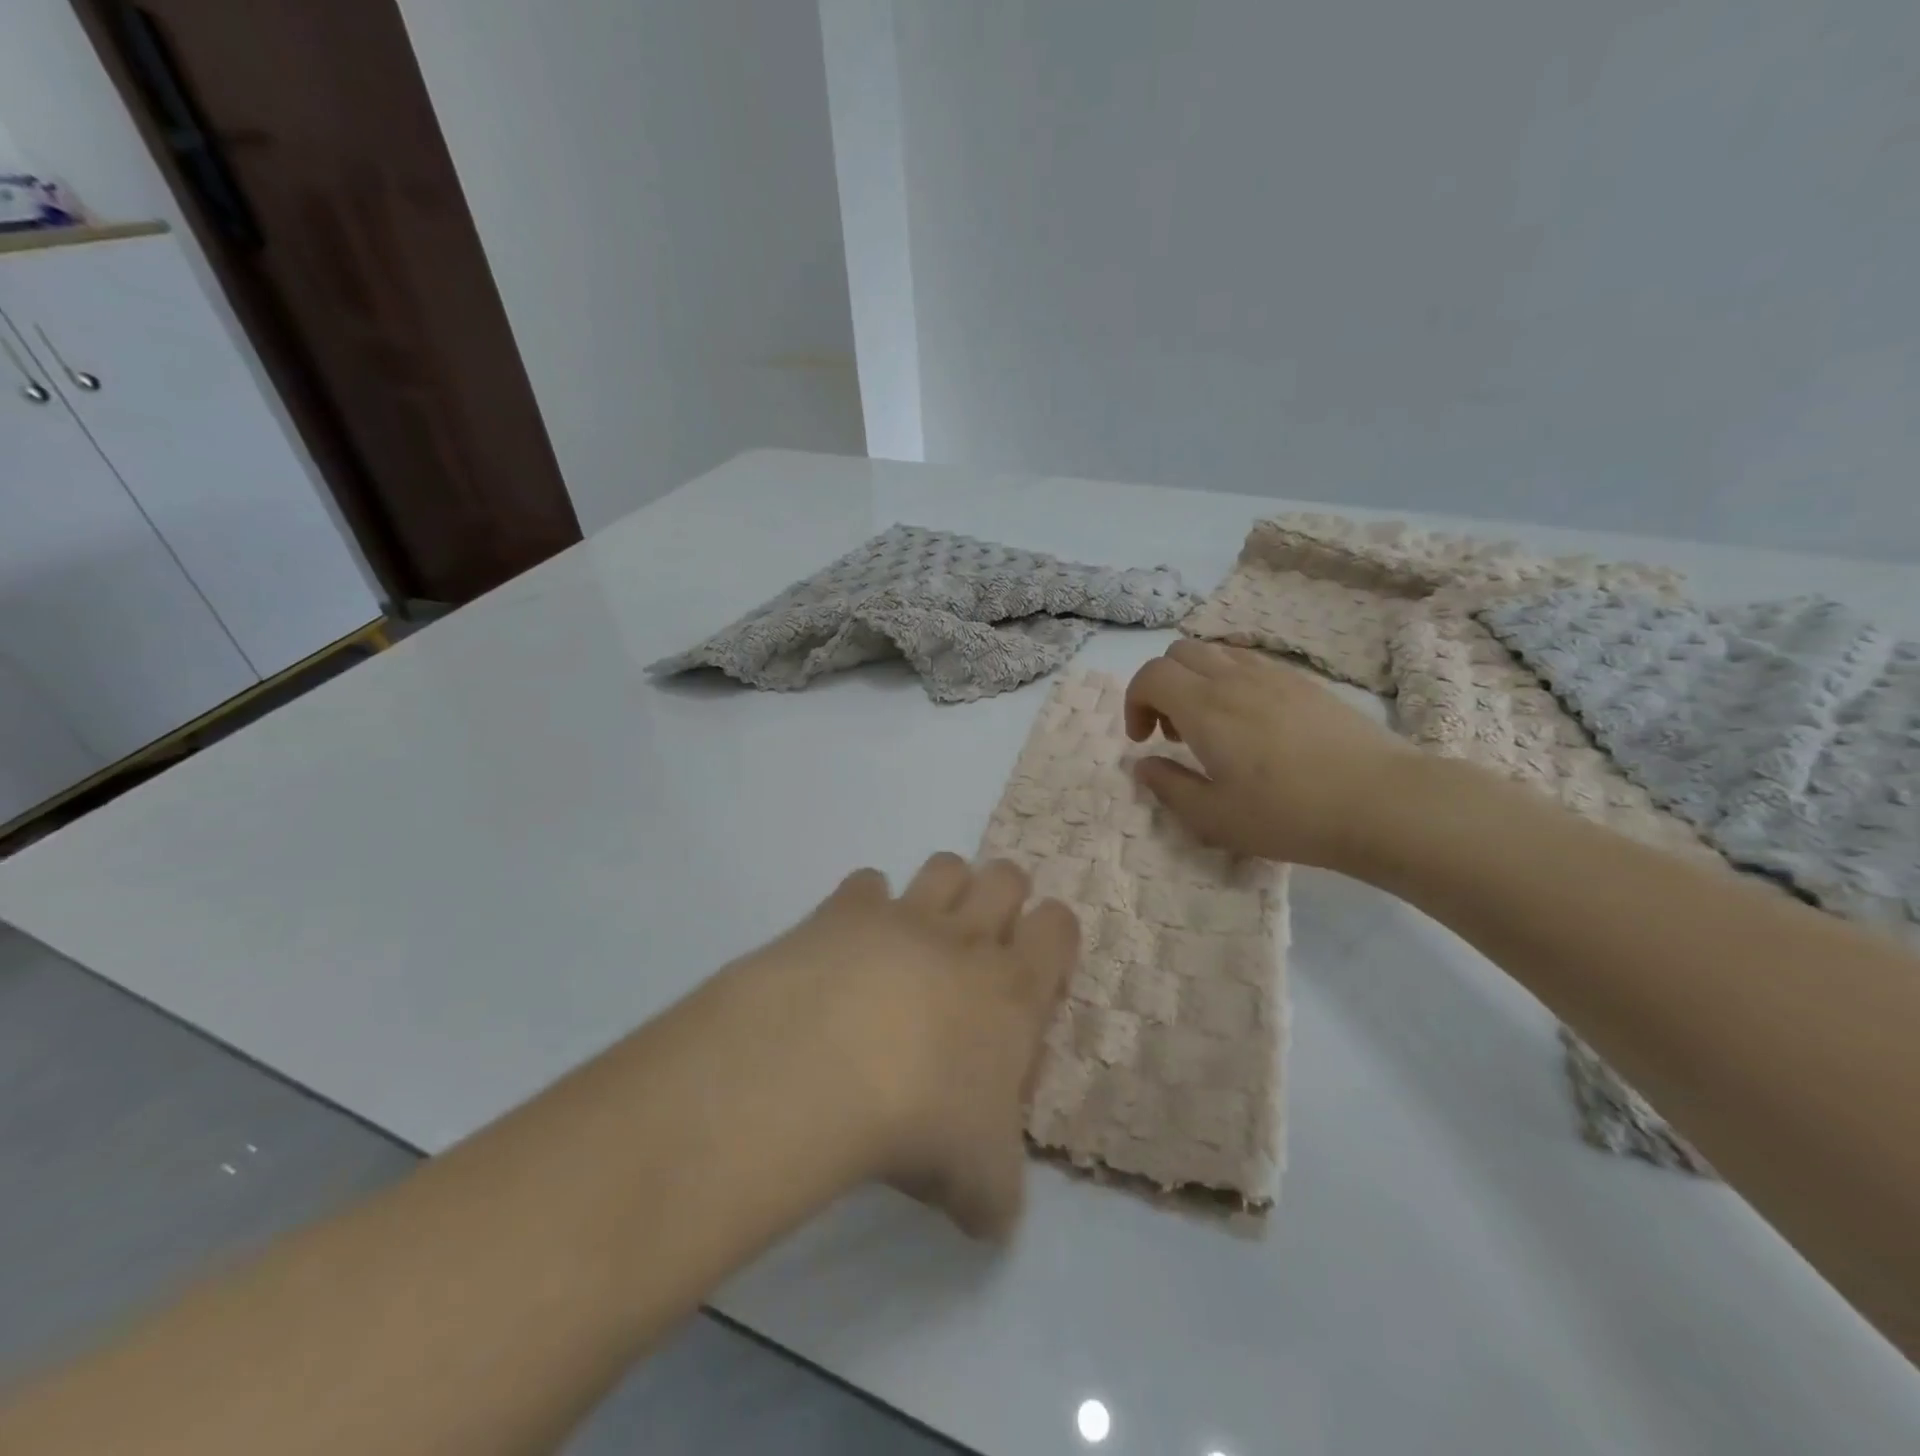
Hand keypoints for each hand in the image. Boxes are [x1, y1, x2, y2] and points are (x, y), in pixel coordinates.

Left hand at [758, 854, 1078, 1240]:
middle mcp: (966, 936)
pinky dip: (864, 904)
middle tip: (982, 940)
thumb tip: (992, 1213)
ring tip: (924, 931)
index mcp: (1014, 987)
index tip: (1037, 965)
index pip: (1058, 926)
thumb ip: (997, 1191)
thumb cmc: (924, 1120)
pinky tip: (850, 942)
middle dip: (1003, 895)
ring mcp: (905, 914)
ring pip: (945, 866)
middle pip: (1006, 875)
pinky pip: (866, 883)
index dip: (1053, 935)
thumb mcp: (981, 1181)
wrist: (825, 1067)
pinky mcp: (845, 909)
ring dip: (944, 887)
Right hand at [1124, 640, 1412, 868]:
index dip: (1134, 702)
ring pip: (1216, 652)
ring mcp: (1274, 675)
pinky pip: (1251, 662)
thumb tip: (1144, 764)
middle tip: (1173, 731)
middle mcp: (1234, 678)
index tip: (1143, 741)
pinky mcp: (1305, 683)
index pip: (1150, 675)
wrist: (1381, 802)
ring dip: (1196, 680)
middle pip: (1179, 653)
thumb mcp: (1213, 817)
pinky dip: (1231, 680)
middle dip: (1161, 686)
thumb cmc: (1288, 814)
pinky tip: (1251, 724)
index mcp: (1204, 706)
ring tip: (1211, 726)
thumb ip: (1169, 786)